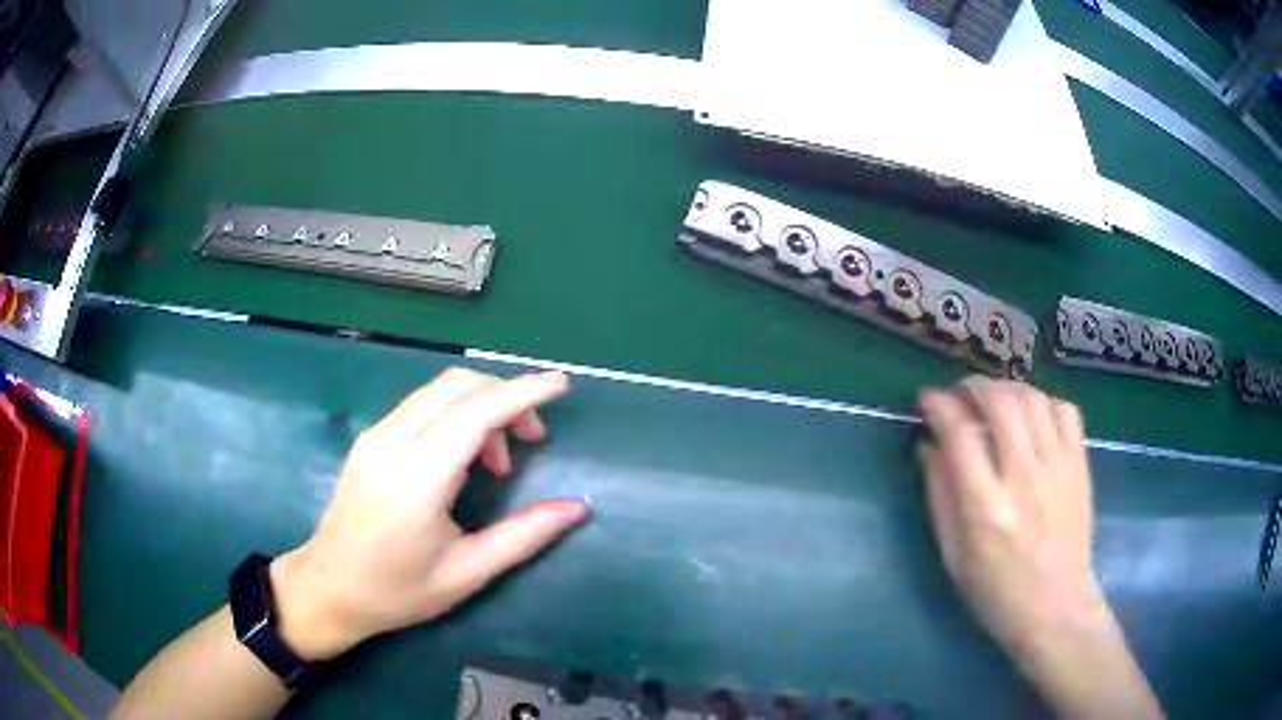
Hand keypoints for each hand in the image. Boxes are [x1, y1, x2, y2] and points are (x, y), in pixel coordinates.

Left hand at [269, 368, 588, 660]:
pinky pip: (422, 405)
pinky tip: (464, 456)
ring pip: (439, 390)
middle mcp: (391, 444)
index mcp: (416, 482)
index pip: (475, 414)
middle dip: (506, 398)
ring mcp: (375, 436)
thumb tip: (577, 508)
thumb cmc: (398, 592)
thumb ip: (524, 536)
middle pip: (458, 386)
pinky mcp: (369, 438)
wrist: (328, 588)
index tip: (562, 384)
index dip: (522, 393)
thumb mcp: (467, 573)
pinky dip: (457, 414)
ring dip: (482, 406)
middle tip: (533, 439)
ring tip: (498, 462)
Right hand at [919, 378, 1161, 717]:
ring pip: (1033, 398)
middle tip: (961, 394)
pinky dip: (1044, 401)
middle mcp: (1023, 477)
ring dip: (1007, 389)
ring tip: (995, 401)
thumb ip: (939, 498)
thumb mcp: (953, 557)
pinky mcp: (1080, 464)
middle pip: (1000, 401)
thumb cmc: (996, 592)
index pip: (959, 434)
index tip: (927, 400)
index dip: (938, 406)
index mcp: (985, 508)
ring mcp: (1057, 467)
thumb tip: (928, 446)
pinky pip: (1065, 410)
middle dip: (973, 386)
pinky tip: (1033, 416)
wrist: (1056, 607)